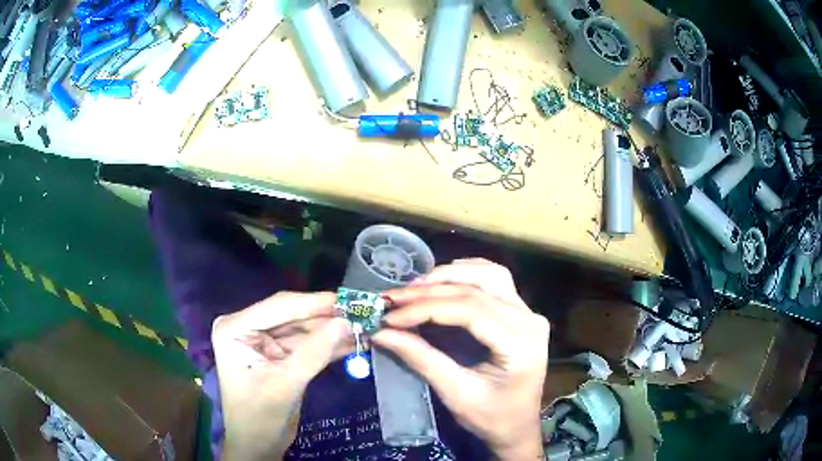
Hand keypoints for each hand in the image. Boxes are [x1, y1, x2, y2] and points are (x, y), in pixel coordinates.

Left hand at [212, 292, 351, 459]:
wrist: (259, 445)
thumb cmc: (259, 417)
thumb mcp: (286, 384)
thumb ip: (314, 352)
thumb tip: (345, 322)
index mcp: (235, 328)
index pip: (279, 307)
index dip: (315, 303)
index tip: (351, 300)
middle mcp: (247, 327)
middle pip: (292, 315)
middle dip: (326, 317)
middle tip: (363, 312)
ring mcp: (264, 341)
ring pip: (303, 328)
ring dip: (332, 330)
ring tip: (364, 326)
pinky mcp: (280, 354)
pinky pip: (307, 344)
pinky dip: (329, 345)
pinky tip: (354, 342)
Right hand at [372, 259, 549, 459]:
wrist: (518, 428)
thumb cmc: (492, 418)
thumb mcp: (456, 394)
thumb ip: (421, 359)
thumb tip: (381, 333)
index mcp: (520, 343)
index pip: (469, 310)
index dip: (425, 308)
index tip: (390, 315)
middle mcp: (529, 319)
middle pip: (478, 287)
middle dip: (431, 289)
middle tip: (394, 298)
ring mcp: (529, 313)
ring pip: (488, 274)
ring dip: (449, 275)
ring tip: (414, 288)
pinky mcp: (522, 313)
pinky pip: (495, 280)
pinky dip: (467, 274)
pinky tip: (444, 281)